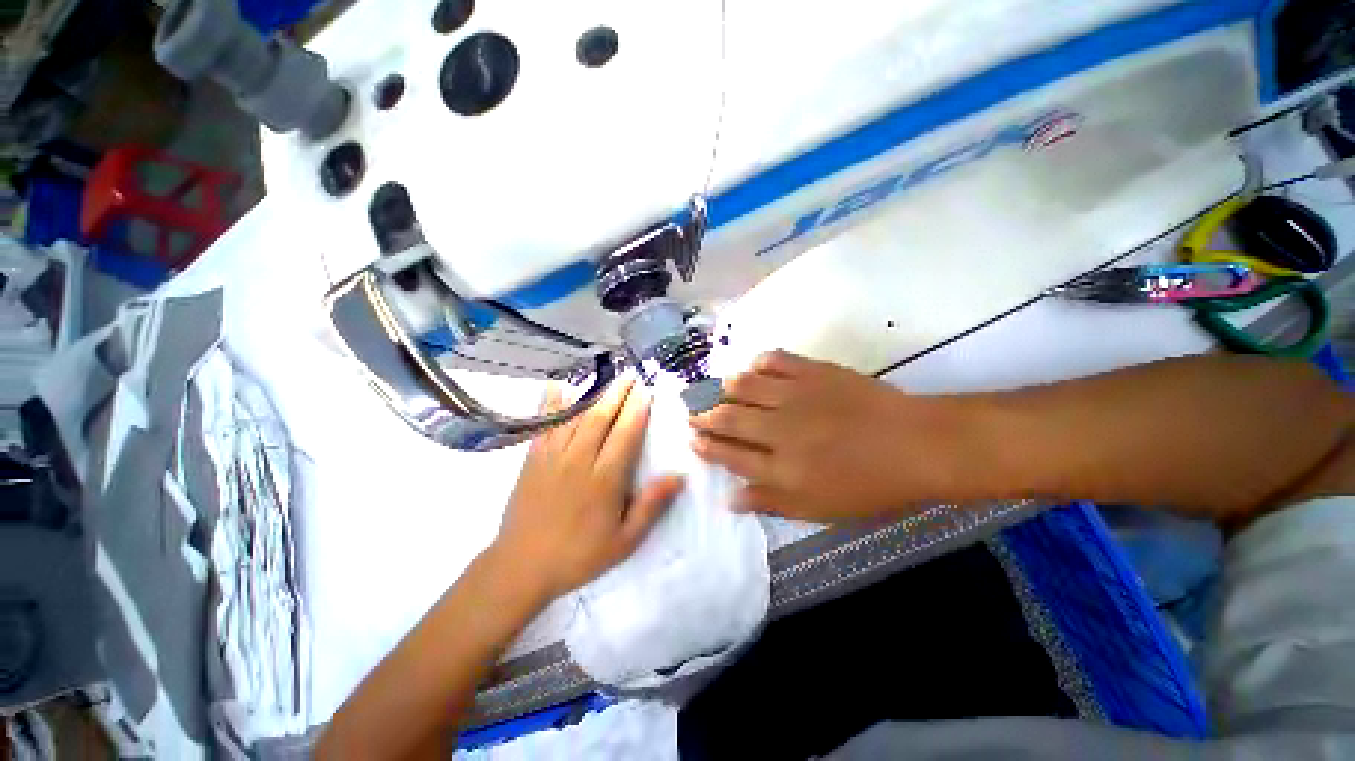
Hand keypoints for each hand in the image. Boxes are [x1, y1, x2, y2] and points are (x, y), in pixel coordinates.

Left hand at [494, 379, 684, 599]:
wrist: (522, 566)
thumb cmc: (579, 555)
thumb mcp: (624, 540)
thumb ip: (651, 506)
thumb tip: (679, 476)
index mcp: (605, 479)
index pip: (625, 434)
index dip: (637, 410)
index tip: (647, 391)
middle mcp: (579, 460)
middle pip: (602, 417)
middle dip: (618, 393)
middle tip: (631, 374)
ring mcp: (553, 456)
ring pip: (576, 416)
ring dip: (594, 393)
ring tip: (608, 376)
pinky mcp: (533, 458)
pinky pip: (545, 424)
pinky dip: (552, 403)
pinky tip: (557, 386)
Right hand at [691, 350, 958, 521]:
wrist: (916, 446)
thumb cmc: (869, 486)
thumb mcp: (819, 510)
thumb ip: (771, 503)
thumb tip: (731, 500)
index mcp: (782, 469)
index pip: (728, 455)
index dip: (705, 446)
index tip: (692, 440)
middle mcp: (780, 430)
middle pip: (727, 418)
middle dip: (704, 416)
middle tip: (695, 414)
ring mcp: (796, 396)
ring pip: (743, 385)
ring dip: (725, 388)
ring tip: (722, 391)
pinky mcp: (813, 371)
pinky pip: (775, 359)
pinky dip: (759, 362)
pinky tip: (756, 367)